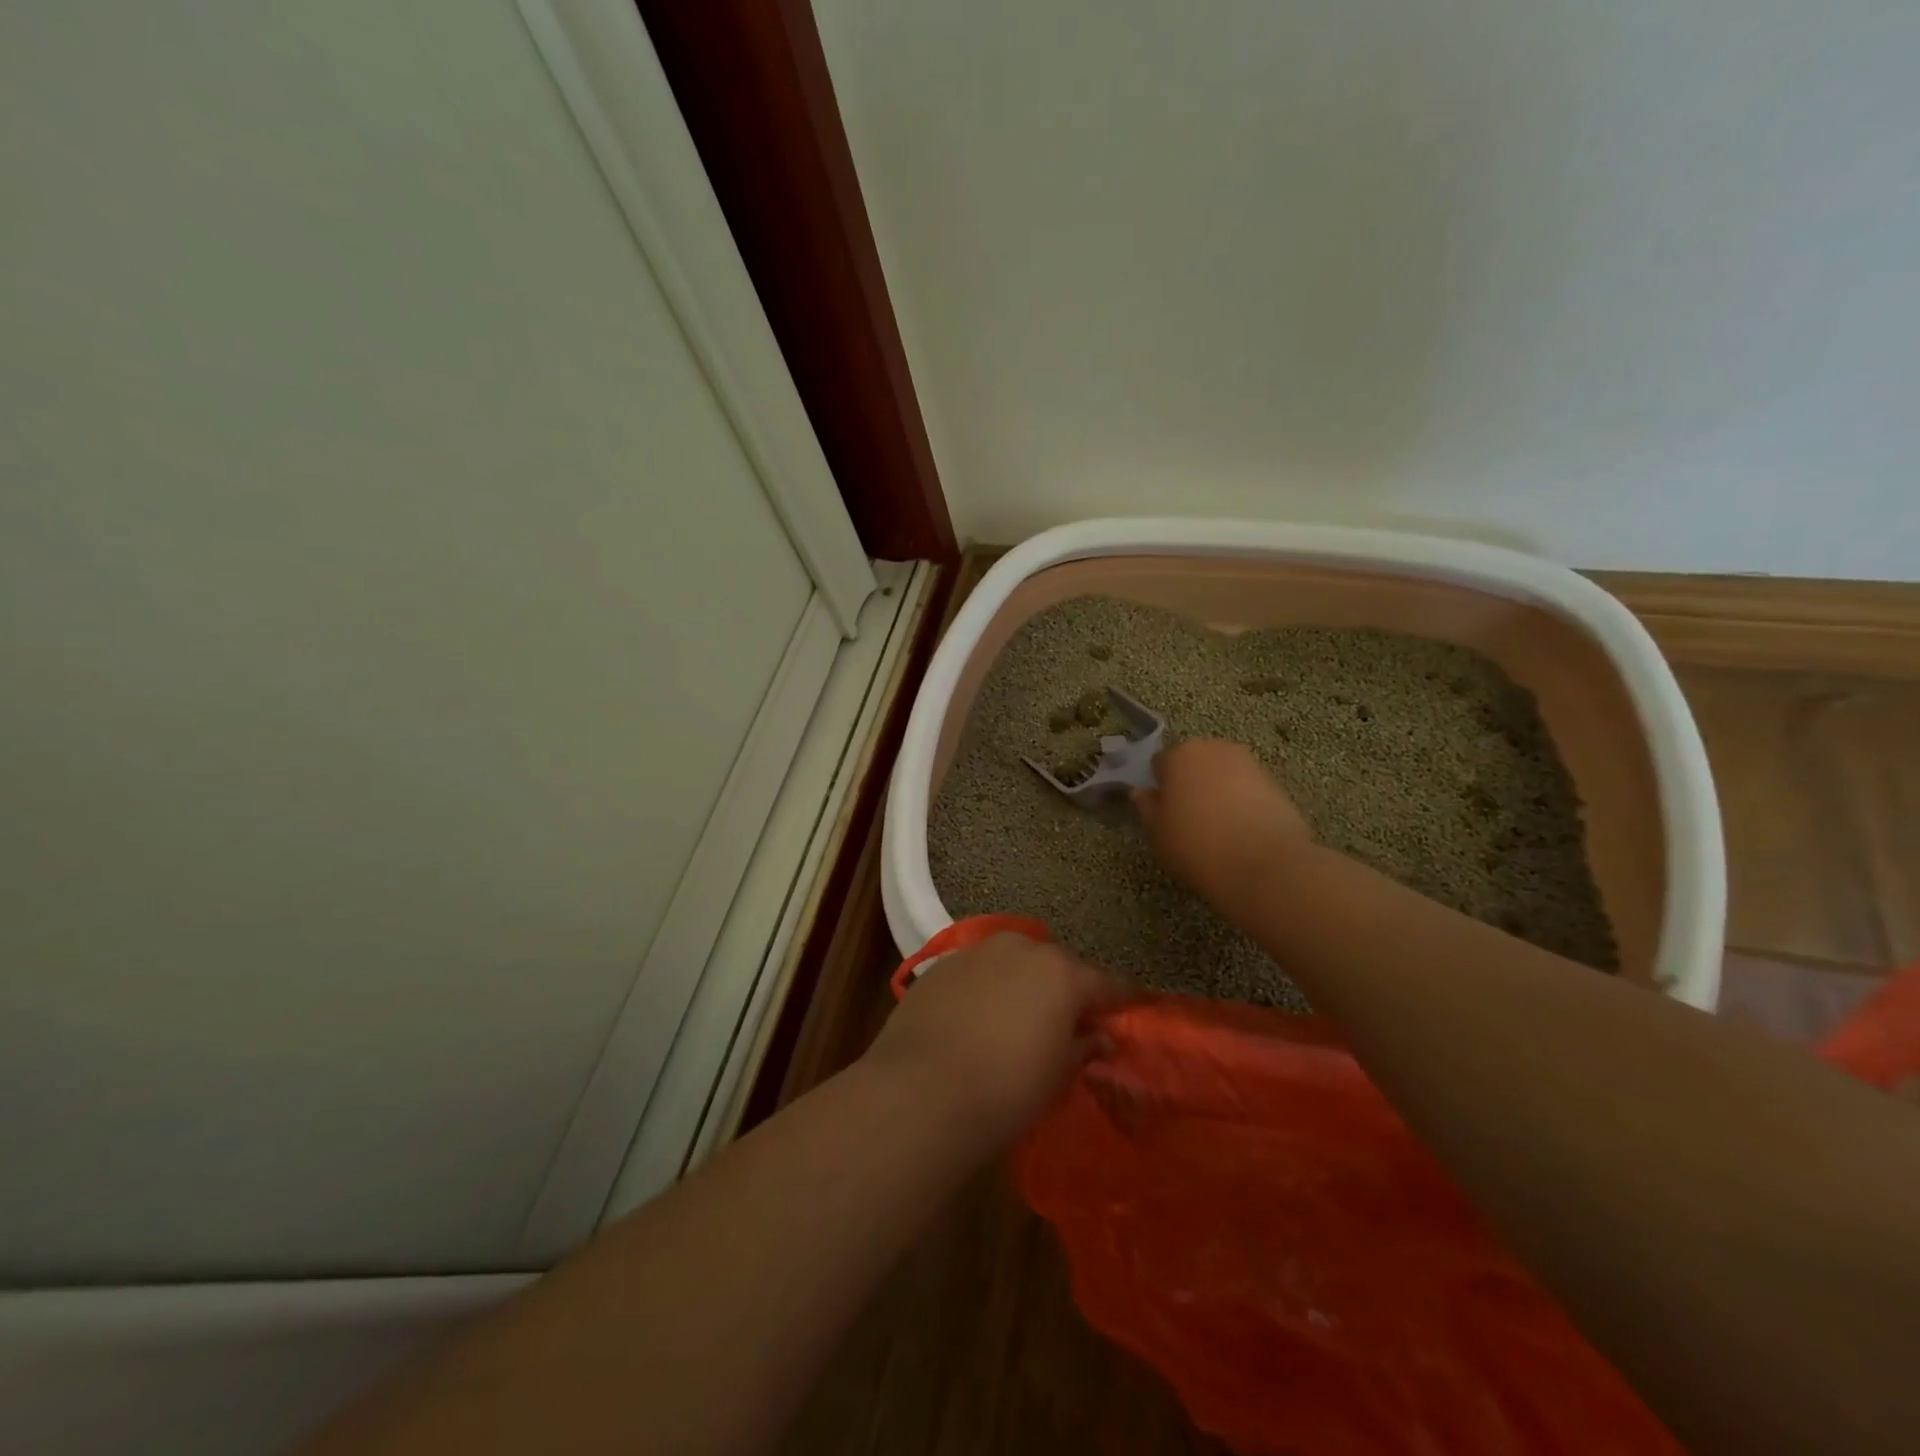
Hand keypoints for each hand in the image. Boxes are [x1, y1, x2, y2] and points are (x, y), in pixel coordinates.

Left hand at [863, 934, 1123, 1148]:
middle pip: (1058, 965)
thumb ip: (1083, 1047)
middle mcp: (1022, 949)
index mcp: (1062, 972)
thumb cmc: (1006, 1090)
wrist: (920, 1091)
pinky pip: (979, 972)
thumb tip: (1101, 1036)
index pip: (1107, 982)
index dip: (1121, 999)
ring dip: (1024, 983)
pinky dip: (988, 988)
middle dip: (1068, 988)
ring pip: (1015, 962)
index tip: (1130, 1010)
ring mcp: (978, 952)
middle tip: (1069, 1021)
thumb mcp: (1057, 1075)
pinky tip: (979, 1018)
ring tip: (1021, 1017)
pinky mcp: (941, 964)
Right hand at [1133, 740, 1312, 911]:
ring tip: (1217, 828)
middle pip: (1195, 762)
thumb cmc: (1196, 844)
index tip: (1162, 811)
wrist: (1264, 864)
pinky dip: (1242, 804)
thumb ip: (1147, 807)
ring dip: (1217, 792)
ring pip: (1223, 775)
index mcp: (1180, 755)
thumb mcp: (1158, 832)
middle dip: (1190, 783)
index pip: (1161, 762)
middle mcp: (1215, 749)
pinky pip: (1247, 790)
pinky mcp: (1276, 785)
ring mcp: (1250, 764)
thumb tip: (1142, 792)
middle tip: (1187, 818)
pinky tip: (1241, 833)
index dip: (1160, 786)